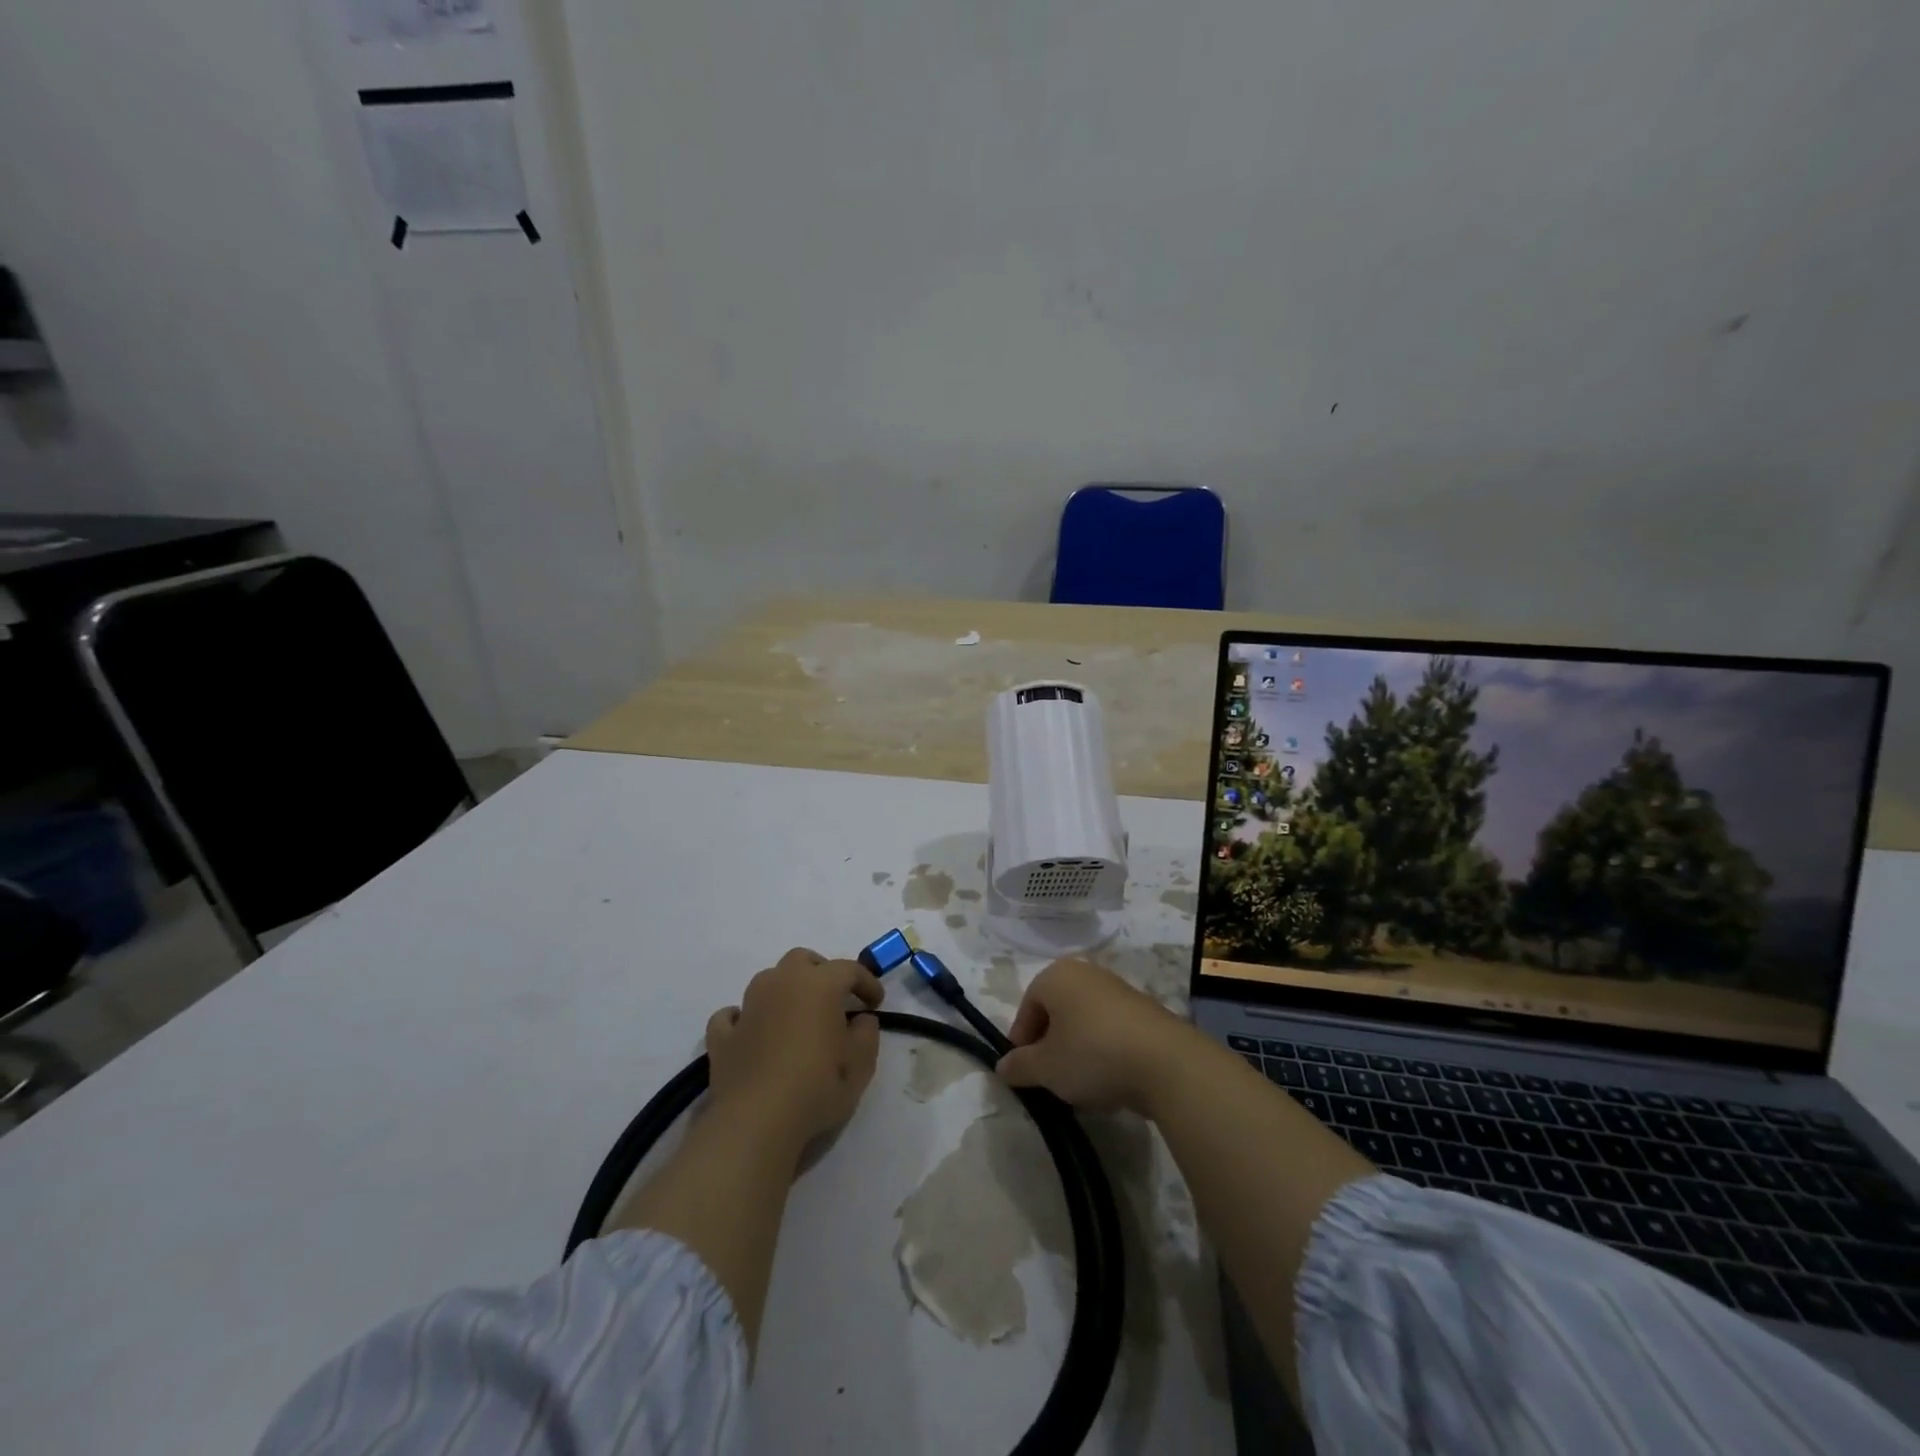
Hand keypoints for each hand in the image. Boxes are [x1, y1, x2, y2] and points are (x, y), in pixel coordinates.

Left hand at [706, 948, 883, 1151]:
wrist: (757, 1122)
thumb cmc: (817, 1087)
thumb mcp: (861, 1065)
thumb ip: (867, 1034)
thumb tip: (861, 1019)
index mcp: (819, 985)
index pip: (849, 969)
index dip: (867, 982)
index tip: (876, 1002)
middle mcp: (781, 984)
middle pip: (802, 960)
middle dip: (821, 972)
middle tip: (835, 999)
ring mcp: (747, 1007)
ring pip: (768, 980)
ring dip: (784, 990)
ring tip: (796, 1017)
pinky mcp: (722, 1036)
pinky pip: (732, 1015)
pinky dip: (743, 1018)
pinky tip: (751, 1032)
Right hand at [995, 958, 1192, 1114]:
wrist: (1165, 1062)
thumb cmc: (1092, 1055)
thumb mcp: (1046, 1068)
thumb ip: (1019, 1066)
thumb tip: (1003, 1066)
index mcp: (1056, 975)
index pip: (1027, 1006)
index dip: (1021, 1040)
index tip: (1025, 1071)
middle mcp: (1086, 972)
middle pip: (1056, 1010)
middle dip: (1049, 1043)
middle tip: (1050, 1077)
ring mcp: (1118, 988)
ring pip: (1083, 1020)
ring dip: (1076, 1047)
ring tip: (1080, 1083)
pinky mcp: (1144, 1009)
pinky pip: (1110, 1028)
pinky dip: (1103, 1049)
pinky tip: (1109, 1077)